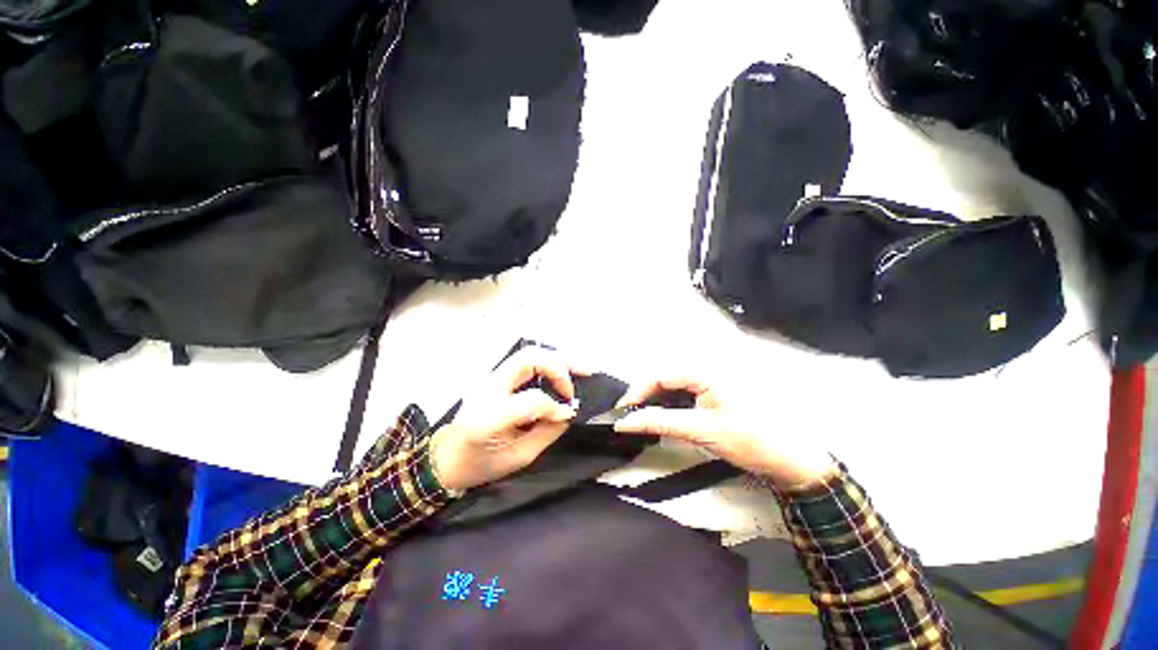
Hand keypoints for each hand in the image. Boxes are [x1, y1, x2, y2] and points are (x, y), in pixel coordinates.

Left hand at [429, 347, 580, 491]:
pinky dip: (548, 363)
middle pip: (529, 358)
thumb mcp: (517, 458)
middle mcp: (488, 388)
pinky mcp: (495, 377)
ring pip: (528, 353)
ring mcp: (490, 378)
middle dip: (559, 367)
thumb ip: (545, 433)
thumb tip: (567, 412)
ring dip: (556, 359)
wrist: (446, 458)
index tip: (567, 413)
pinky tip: (562, 371)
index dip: (555, 405)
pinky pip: (526, 361)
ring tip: (580, 368)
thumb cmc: (479, 465)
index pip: (532, 399)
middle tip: (583, 377)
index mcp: (489, 417)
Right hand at [613, 377, 835, 488]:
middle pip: (665, 377)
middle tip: (630, 417)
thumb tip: (625, 422)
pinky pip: (684, 392)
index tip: (622, 412)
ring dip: (656, 401)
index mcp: (707, 371)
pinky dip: (670, 404)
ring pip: (673, 385)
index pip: (660, 374)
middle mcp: (708, 368)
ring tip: (643, 419)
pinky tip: (664, 417)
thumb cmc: (751, 442)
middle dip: (645, 396)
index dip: (637, 392)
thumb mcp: (702, 431)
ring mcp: (712, 379)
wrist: (792, 461)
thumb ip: (661, 423)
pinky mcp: (715, 391)